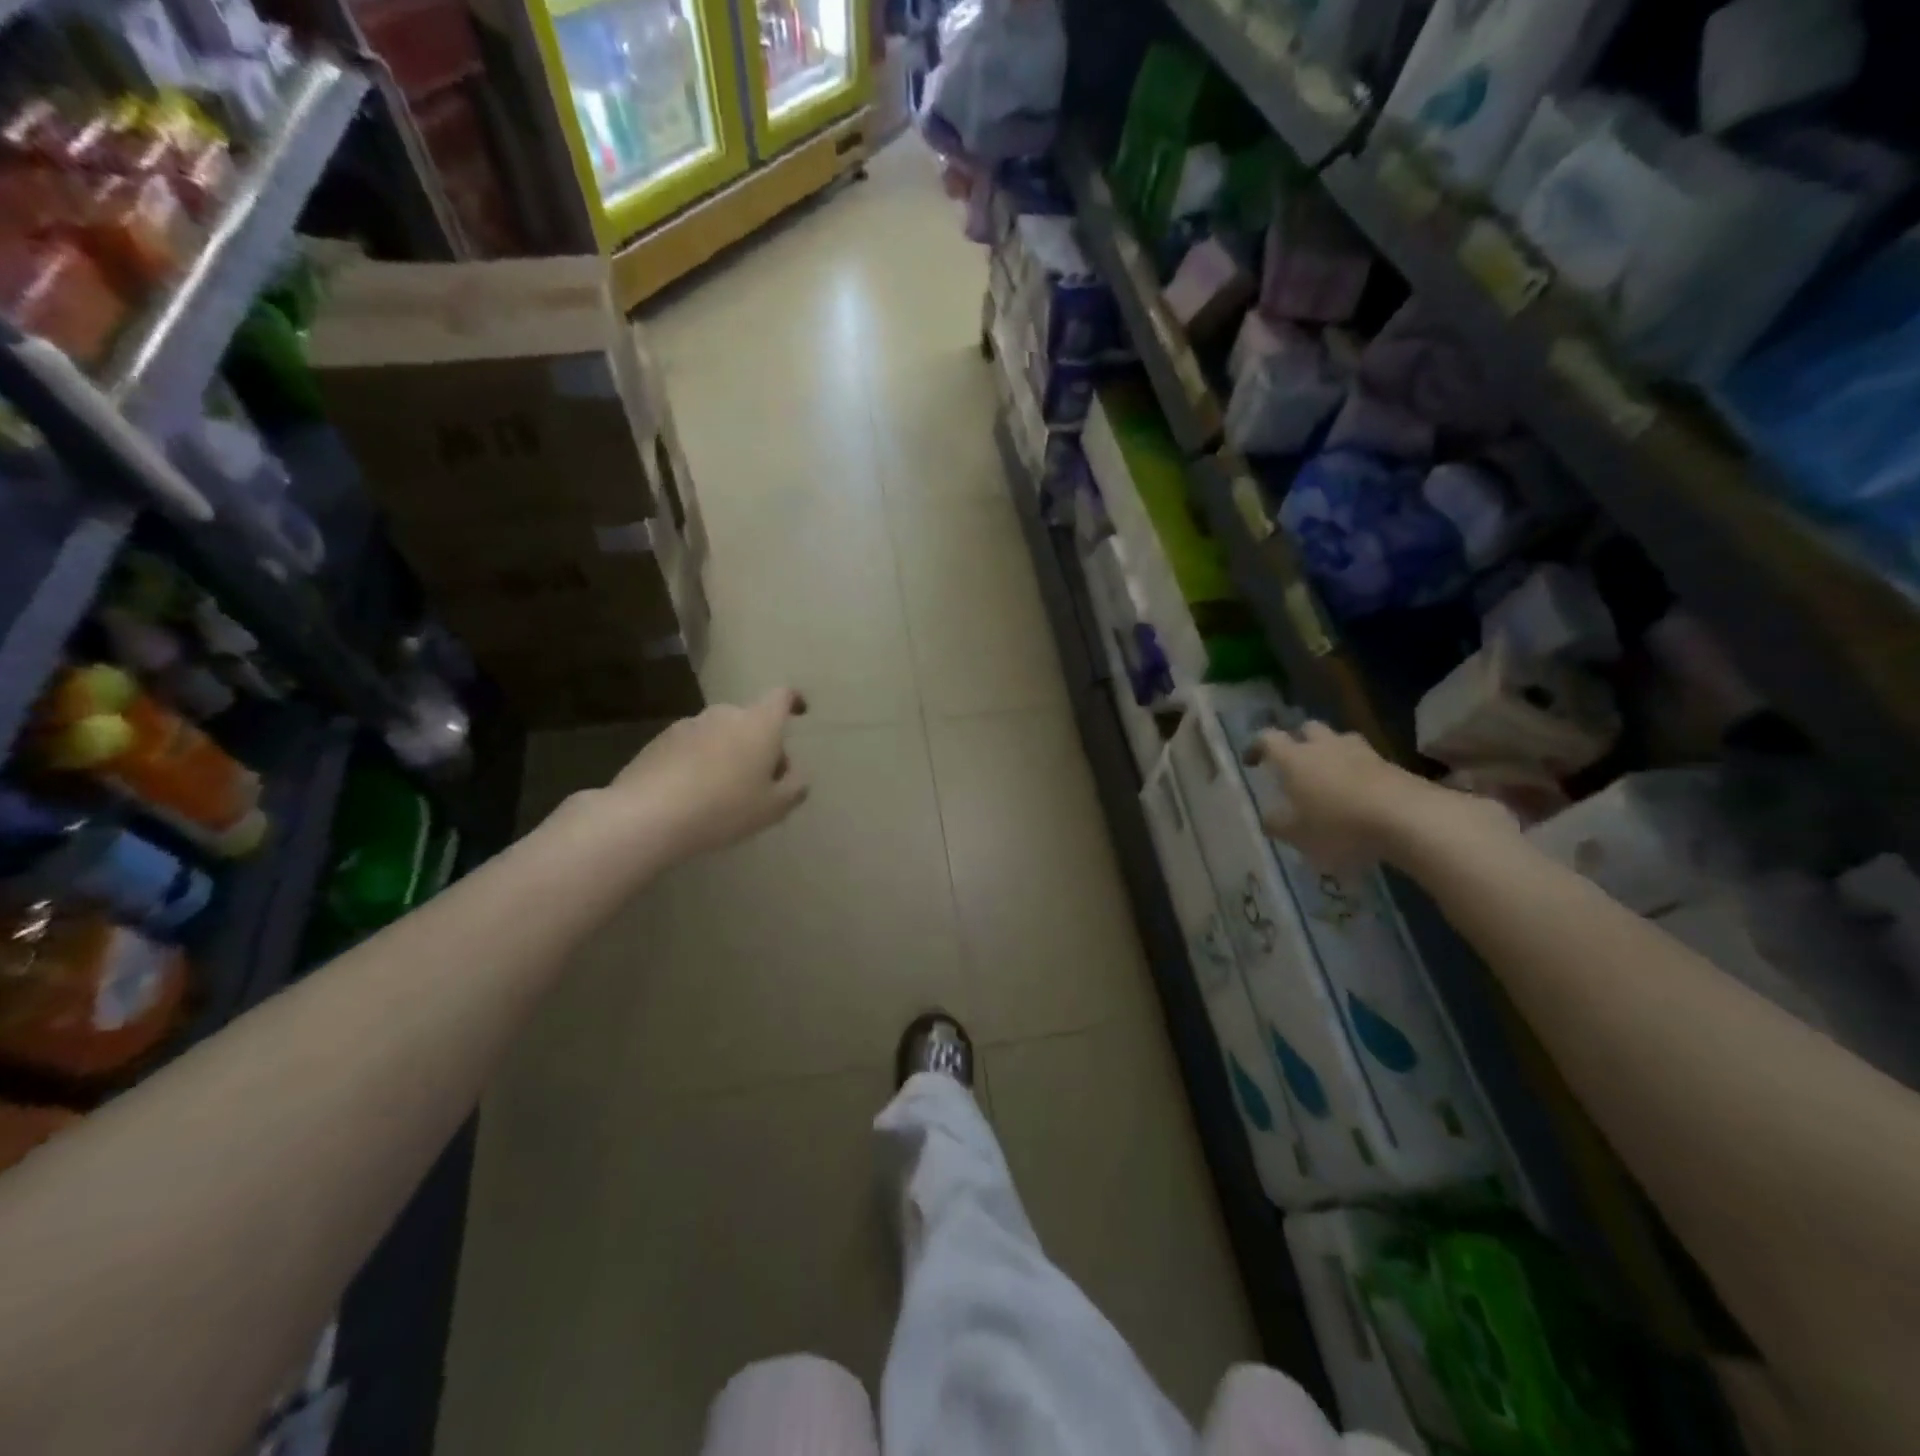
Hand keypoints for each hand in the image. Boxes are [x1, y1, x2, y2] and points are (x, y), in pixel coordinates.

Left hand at [605, 688, 810, 861]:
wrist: (648, 815)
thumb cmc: (724, 808)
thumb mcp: (774, 807)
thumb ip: (794, 787)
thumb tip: (795, 774)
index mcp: (759, 724)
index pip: (781, 697)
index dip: (794, 701)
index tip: (800, 712)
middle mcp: (724, 714)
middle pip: (751, 720)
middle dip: (761, 743)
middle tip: (763, 780)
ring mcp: (688, 725)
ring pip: (720, 734)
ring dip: (729, 753)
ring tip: (725, 792)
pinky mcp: (659, 742)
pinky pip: (692, 747)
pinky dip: (700, 762)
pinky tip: (694, 795)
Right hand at [1243, 721, 1508, 870]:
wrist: (1409, 819)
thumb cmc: (1339, 826)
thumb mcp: (1297, 835)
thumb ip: (1277, 824)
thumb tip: (1268, 817)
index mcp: (1294, 758)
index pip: (1268, 739)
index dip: (1256, 747)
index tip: (1252, 761)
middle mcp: (1324, 746)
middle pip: (1307, 729)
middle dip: (1299, 741)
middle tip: (1295, 763)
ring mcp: (1361, 752)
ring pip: (1340, 740)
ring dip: (1331, 752)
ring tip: (1330, 775)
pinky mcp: (1391, 765)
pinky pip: (1366, 760)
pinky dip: (1358, 771)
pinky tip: (1360, 793)